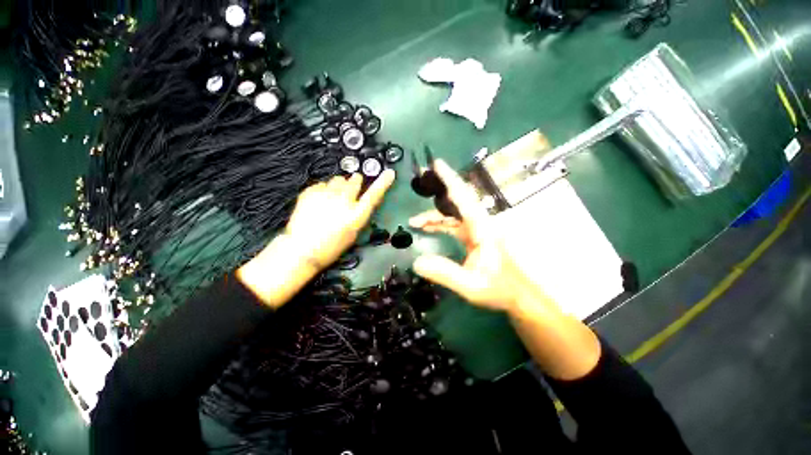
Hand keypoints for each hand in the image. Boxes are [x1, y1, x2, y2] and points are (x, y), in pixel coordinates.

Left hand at [285, 170, 395, 269]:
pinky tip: (319, 201)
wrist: (301, 249)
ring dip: (339, 185)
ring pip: (338, 179)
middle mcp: (344, 201)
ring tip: (332, 198)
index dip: (383, 183)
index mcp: (356, 214)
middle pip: (354, 180)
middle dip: (354, 183)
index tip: (389, 173)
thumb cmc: (331, 246)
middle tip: (349, 191)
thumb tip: (358, 200)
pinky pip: (323, 184)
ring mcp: (326, 194)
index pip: (374, 194)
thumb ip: (358, 213)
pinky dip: (324, 190)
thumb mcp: (353, 233)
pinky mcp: (311, 191)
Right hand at [409, 160, 547, 313]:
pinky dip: (439, 225)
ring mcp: (477, 230)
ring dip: (434, 216)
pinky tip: (427, 228)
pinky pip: (453, 225)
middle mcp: (480, 224)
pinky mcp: (474, 237)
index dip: (451, 180)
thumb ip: (445, 274)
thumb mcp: (471, 286)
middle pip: (457, 202)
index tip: (437, 165)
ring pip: (452, 215)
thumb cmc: (501, 290)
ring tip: (414, 221)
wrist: (518, 296)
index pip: (464, 199)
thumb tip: (416, 262)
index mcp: (483, 229)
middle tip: (421, 182)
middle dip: (438, 191)